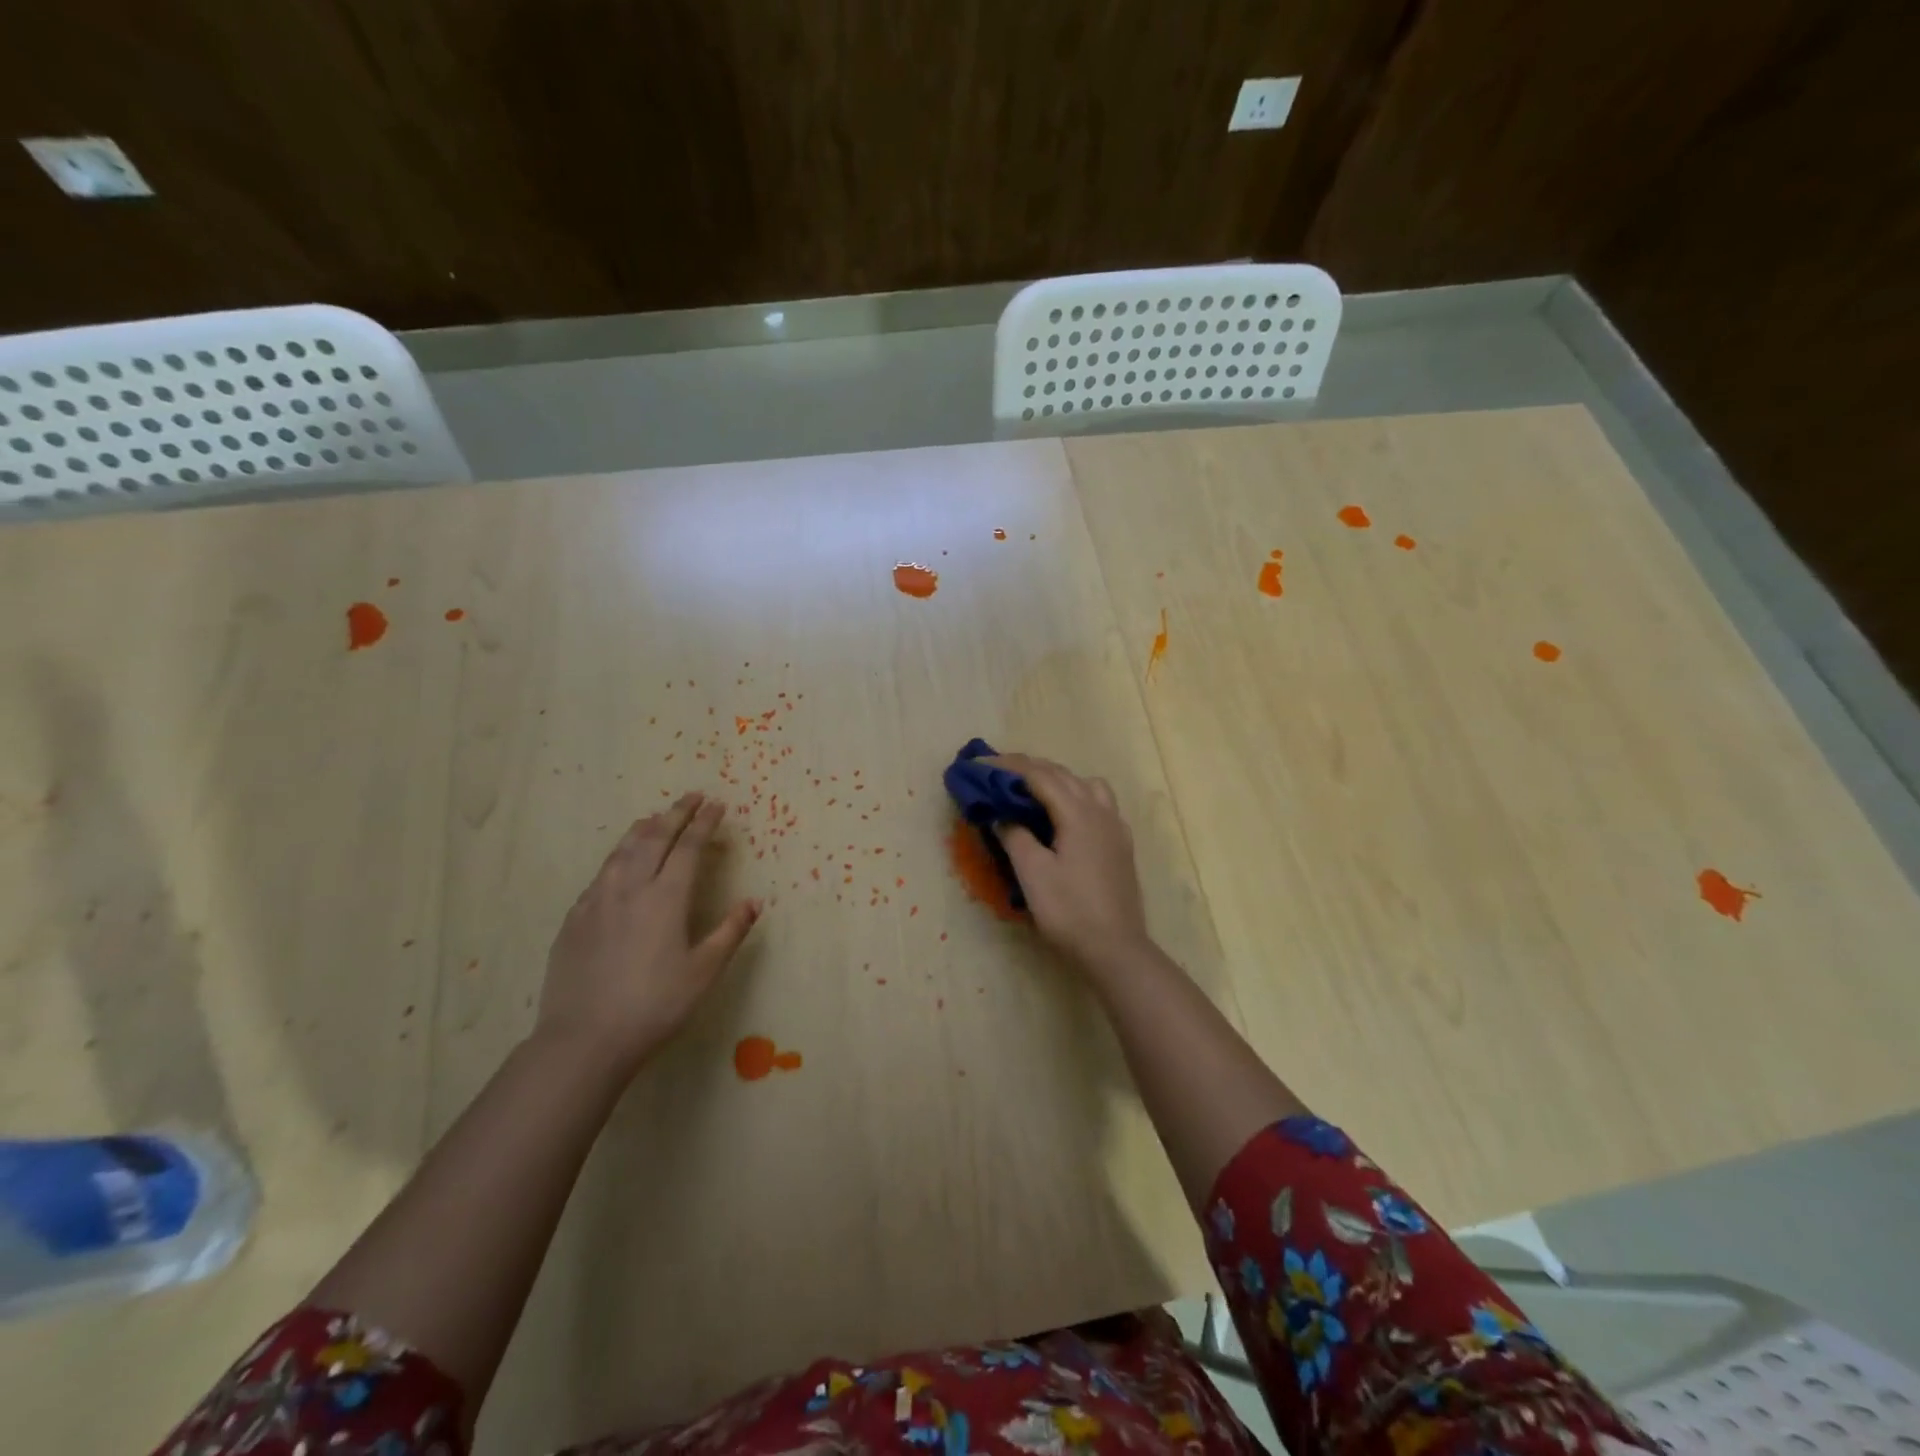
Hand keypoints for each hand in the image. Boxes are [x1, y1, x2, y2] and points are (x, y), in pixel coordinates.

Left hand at [537, 792, 760, 1074]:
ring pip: (622, 851)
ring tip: (655, 817)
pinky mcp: (574, 920)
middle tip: (692, 797)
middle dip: (676, 813)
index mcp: (666, 897)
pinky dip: (617, 857)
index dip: (704, 823)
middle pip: (654, 838)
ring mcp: (597, 902)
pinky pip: (600, 874)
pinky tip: (619, 864)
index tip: (717, 804)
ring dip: (643, 829)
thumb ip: (730, 932)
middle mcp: (630, 888)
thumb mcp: (704, 972)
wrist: (584, 1039)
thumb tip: (754, 902)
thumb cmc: (655, 1005)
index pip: (688, 847)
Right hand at [986, 754, 1154, 976]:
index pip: (1038, 775)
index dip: (1007, 766)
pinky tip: (1065, 818)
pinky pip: (1099, 803)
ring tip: (1033, 793)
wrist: (1115, 948)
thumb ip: (1015, 836)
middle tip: (997, 773)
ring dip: (1057, 779)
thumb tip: (1002, 815)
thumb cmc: (1069, 910)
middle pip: (1062, 774)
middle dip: (1029, 768)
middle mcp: (1100, 810)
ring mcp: (1115, 827)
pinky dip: (1076, 796)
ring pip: (1085, 785)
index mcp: (1077, 813)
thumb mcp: (1032, 873)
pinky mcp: (1121, 844)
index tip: (980, 764)